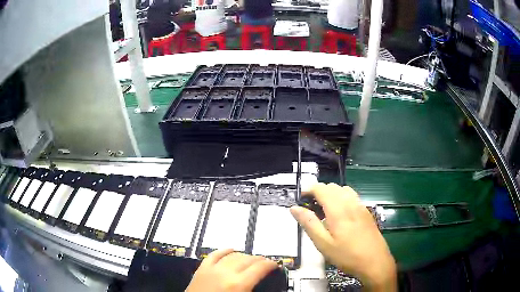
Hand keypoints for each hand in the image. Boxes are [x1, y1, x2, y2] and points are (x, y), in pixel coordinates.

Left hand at [186, 249, 277, 291]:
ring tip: (251, 259)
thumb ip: (253, 290)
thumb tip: (261, 283)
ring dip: (244, 256)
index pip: (259, 268)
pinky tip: (231, 249)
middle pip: (247, 260)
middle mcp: (226, 273)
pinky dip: (224, 251)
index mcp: (239, 284)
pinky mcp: (202, 269)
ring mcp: (212, 269)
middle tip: (265, 262)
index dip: (270, 264)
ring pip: (233, 256)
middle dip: (259, 259)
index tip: (275, 265)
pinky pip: (214, 255)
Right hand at [290, 183, 396, 291]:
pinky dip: (342, 198)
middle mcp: (351, 203)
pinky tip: (340, 215)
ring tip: (325, 210)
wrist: (375, 262)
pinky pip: (353, 197)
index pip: (322, 189)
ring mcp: (361, 207)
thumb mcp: (323, 244)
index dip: (309, 189)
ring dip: (332, 194)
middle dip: (319, 191)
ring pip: (344, 190)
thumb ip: (309, 224)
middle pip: (333, 187)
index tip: (301, 198)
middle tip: (311, 207)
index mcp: (338, 210)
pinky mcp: (367, 212)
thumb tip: (294, 208)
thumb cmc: (347, 255)